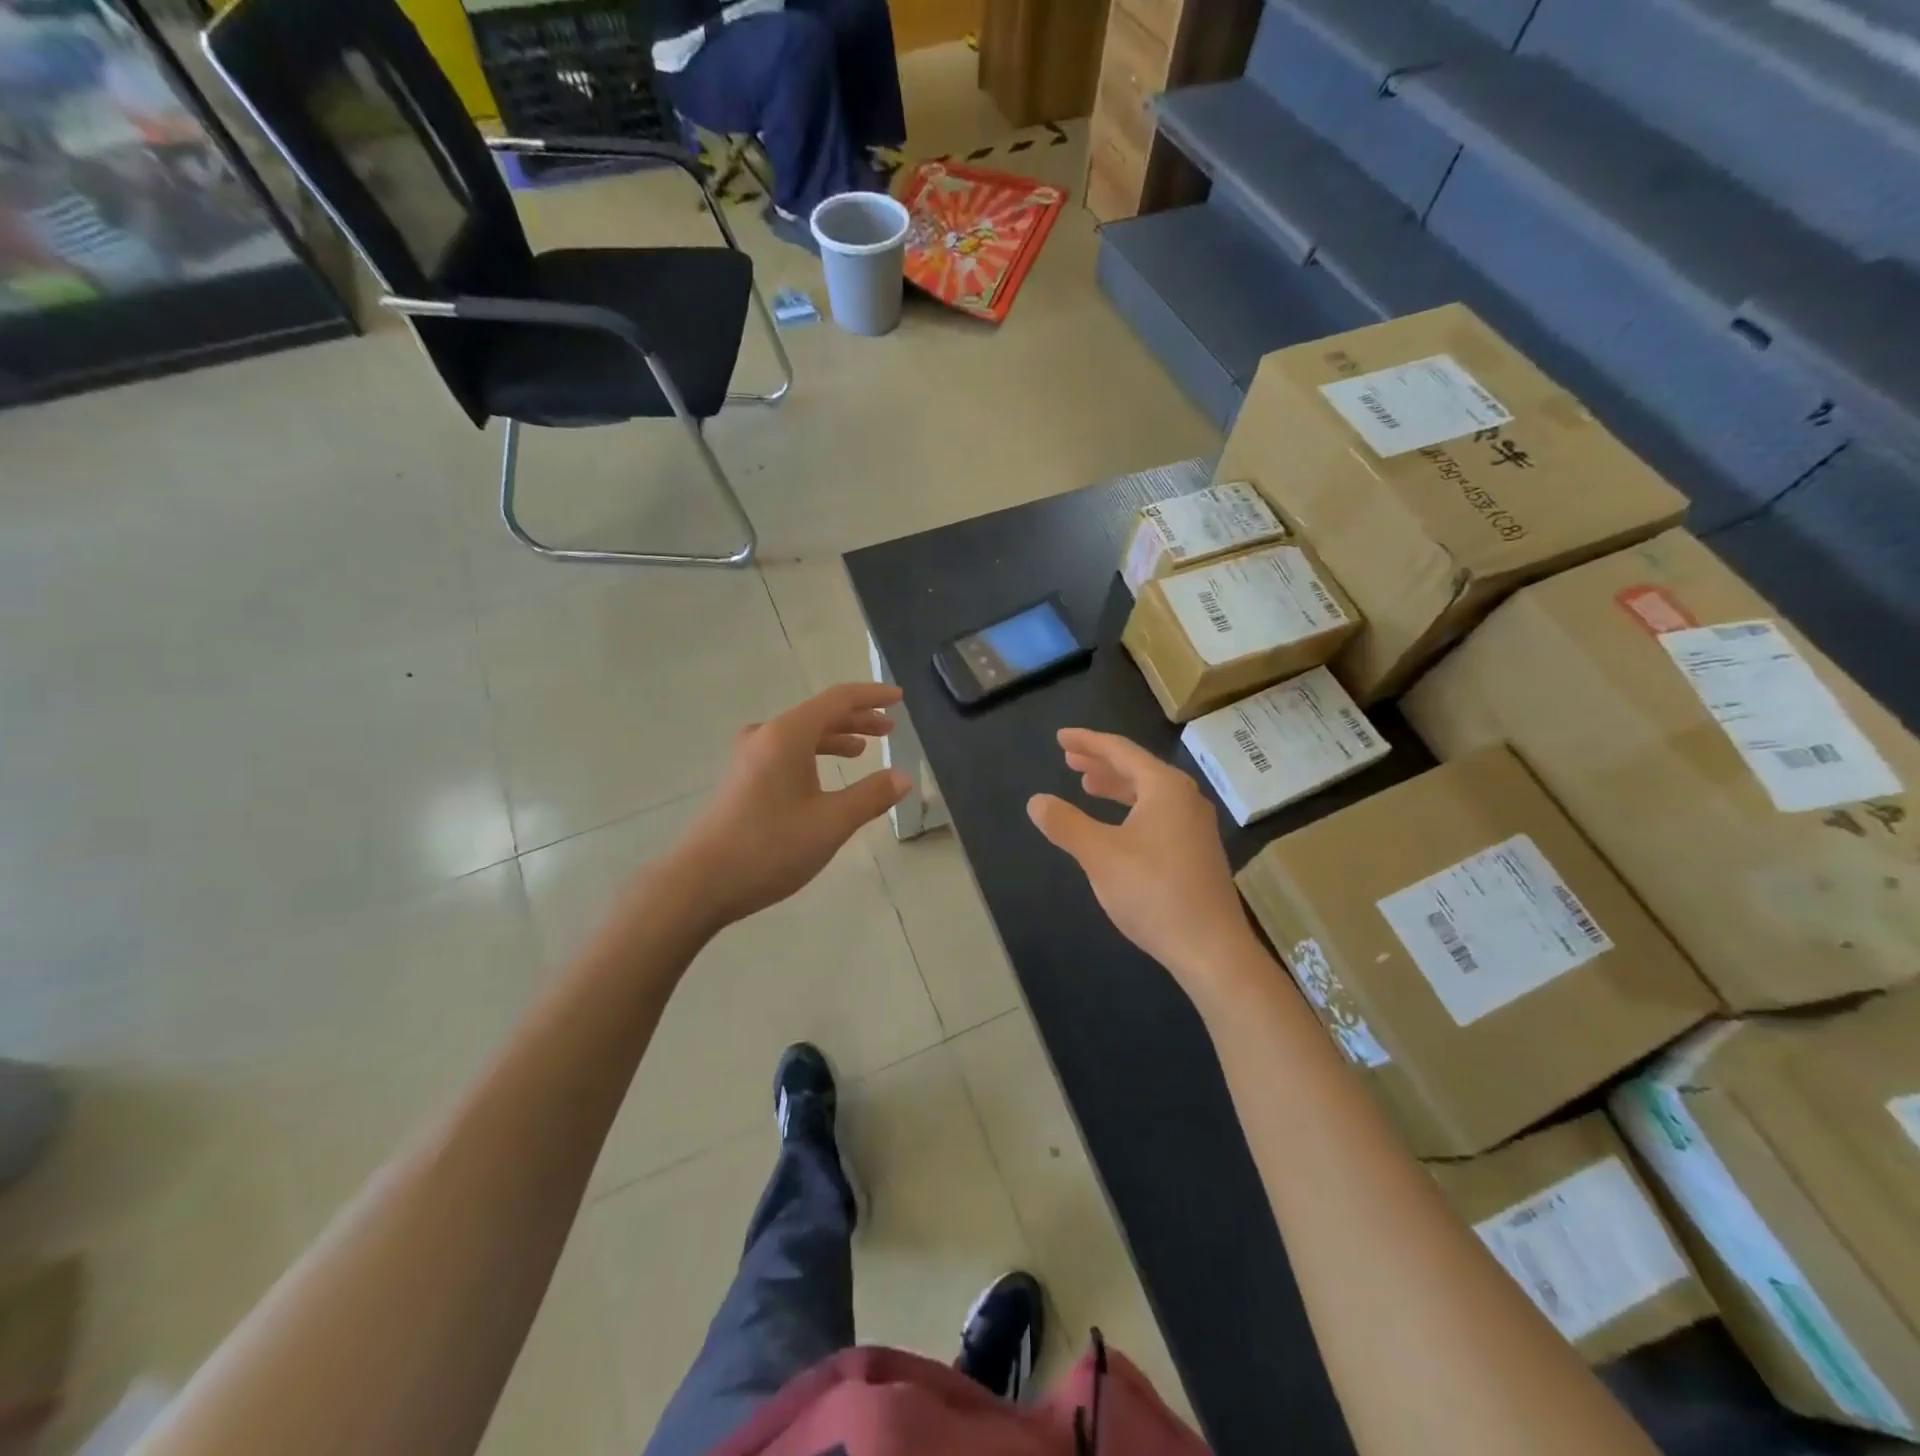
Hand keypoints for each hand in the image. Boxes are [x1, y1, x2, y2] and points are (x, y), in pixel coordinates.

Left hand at [675, 683, 910, 929]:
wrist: (700, 883)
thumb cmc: (770, 847)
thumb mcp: (831, 823)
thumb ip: (871, 796)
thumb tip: (903, 777)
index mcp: (787, 734)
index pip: (838, 700)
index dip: (872, 696)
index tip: (899, 698)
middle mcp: (765, 736)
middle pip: (818, 715)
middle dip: (857, 719)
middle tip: (889, 728)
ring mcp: (748, 758)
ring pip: (801, 736)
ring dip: (835, 738)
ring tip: (863, 750)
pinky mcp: (741, 781)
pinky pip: (785, 754)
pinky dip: (812, 756)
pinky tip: (823, 778)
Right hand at [1028, 729, 1257, 999]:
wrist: (1210, 948)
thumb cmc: (1153, 892)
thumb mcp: (1099, 855)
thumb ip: (1066, 824)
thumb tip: (1036, 801)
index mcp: (1165, 788)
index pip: (1121, 751)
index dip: (1087, 742)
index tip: (1061, 738)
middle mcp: (1185, 799)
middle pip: (1137, 769)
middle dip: (1101, 763)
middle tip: (1070, 760)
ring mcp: (1195, 827)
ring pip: (1149, 794)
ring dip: (1116, 787)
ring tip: (1087, 787)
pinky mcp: (1197, 852)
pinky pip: (1158, 815)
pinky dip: (1131, 810)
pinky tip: (1117, 827)